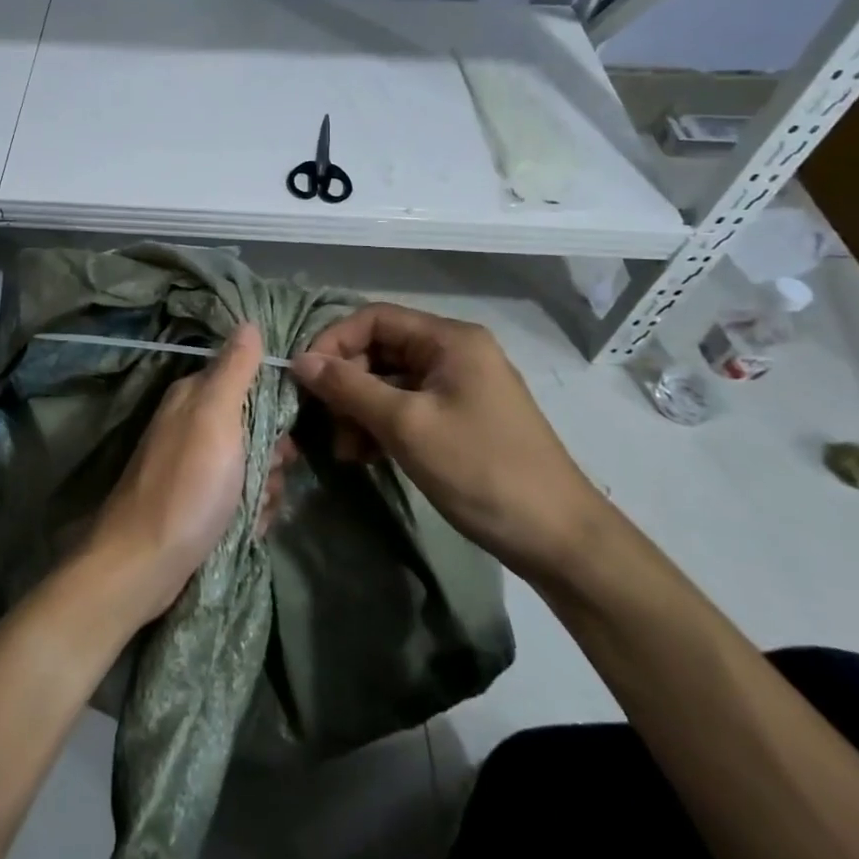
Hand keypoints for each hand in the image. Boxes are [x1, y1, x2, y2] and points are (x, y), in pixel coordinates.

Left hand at [86, 324, 264, 624]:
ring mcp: (194, 465)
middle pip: (254, 425)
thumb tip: (248, 322)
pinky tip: (249, 527)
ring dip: (265, 487)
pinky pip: (239, 496)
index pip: (247, 380)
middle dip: (272, 453)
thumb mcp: (215, 418)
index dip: (274, 403)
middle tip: (268, 474)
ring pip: (251, 464)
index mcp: (193, 396)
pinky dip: (250, 511)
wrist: (144, 563)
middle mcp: (192, 424)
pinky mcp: (198, 502)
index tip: (286, 431)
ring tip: (256, 508)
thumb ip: (234, 370)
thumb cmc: (187, 485)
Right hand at [290, 304, 605, 581]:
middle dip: (347, 383)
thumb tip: (300, 361)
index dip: (334, 341)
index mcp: (449, 339)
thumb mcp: (407, 426)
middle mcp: (454, 353)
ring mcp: (459, 387)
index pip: (375, 318)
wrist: (558, 540)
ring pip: (390, 382)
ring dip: (360, 410)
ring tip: (345, 450)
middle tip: (324, 422)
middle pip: (381, 349)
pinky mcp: (459, 419)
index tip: (304, 377)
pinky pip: (407, 407)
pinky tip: (364, 456)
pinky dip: (381, 426)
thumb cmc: (481, 470)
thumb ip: (349, 388)